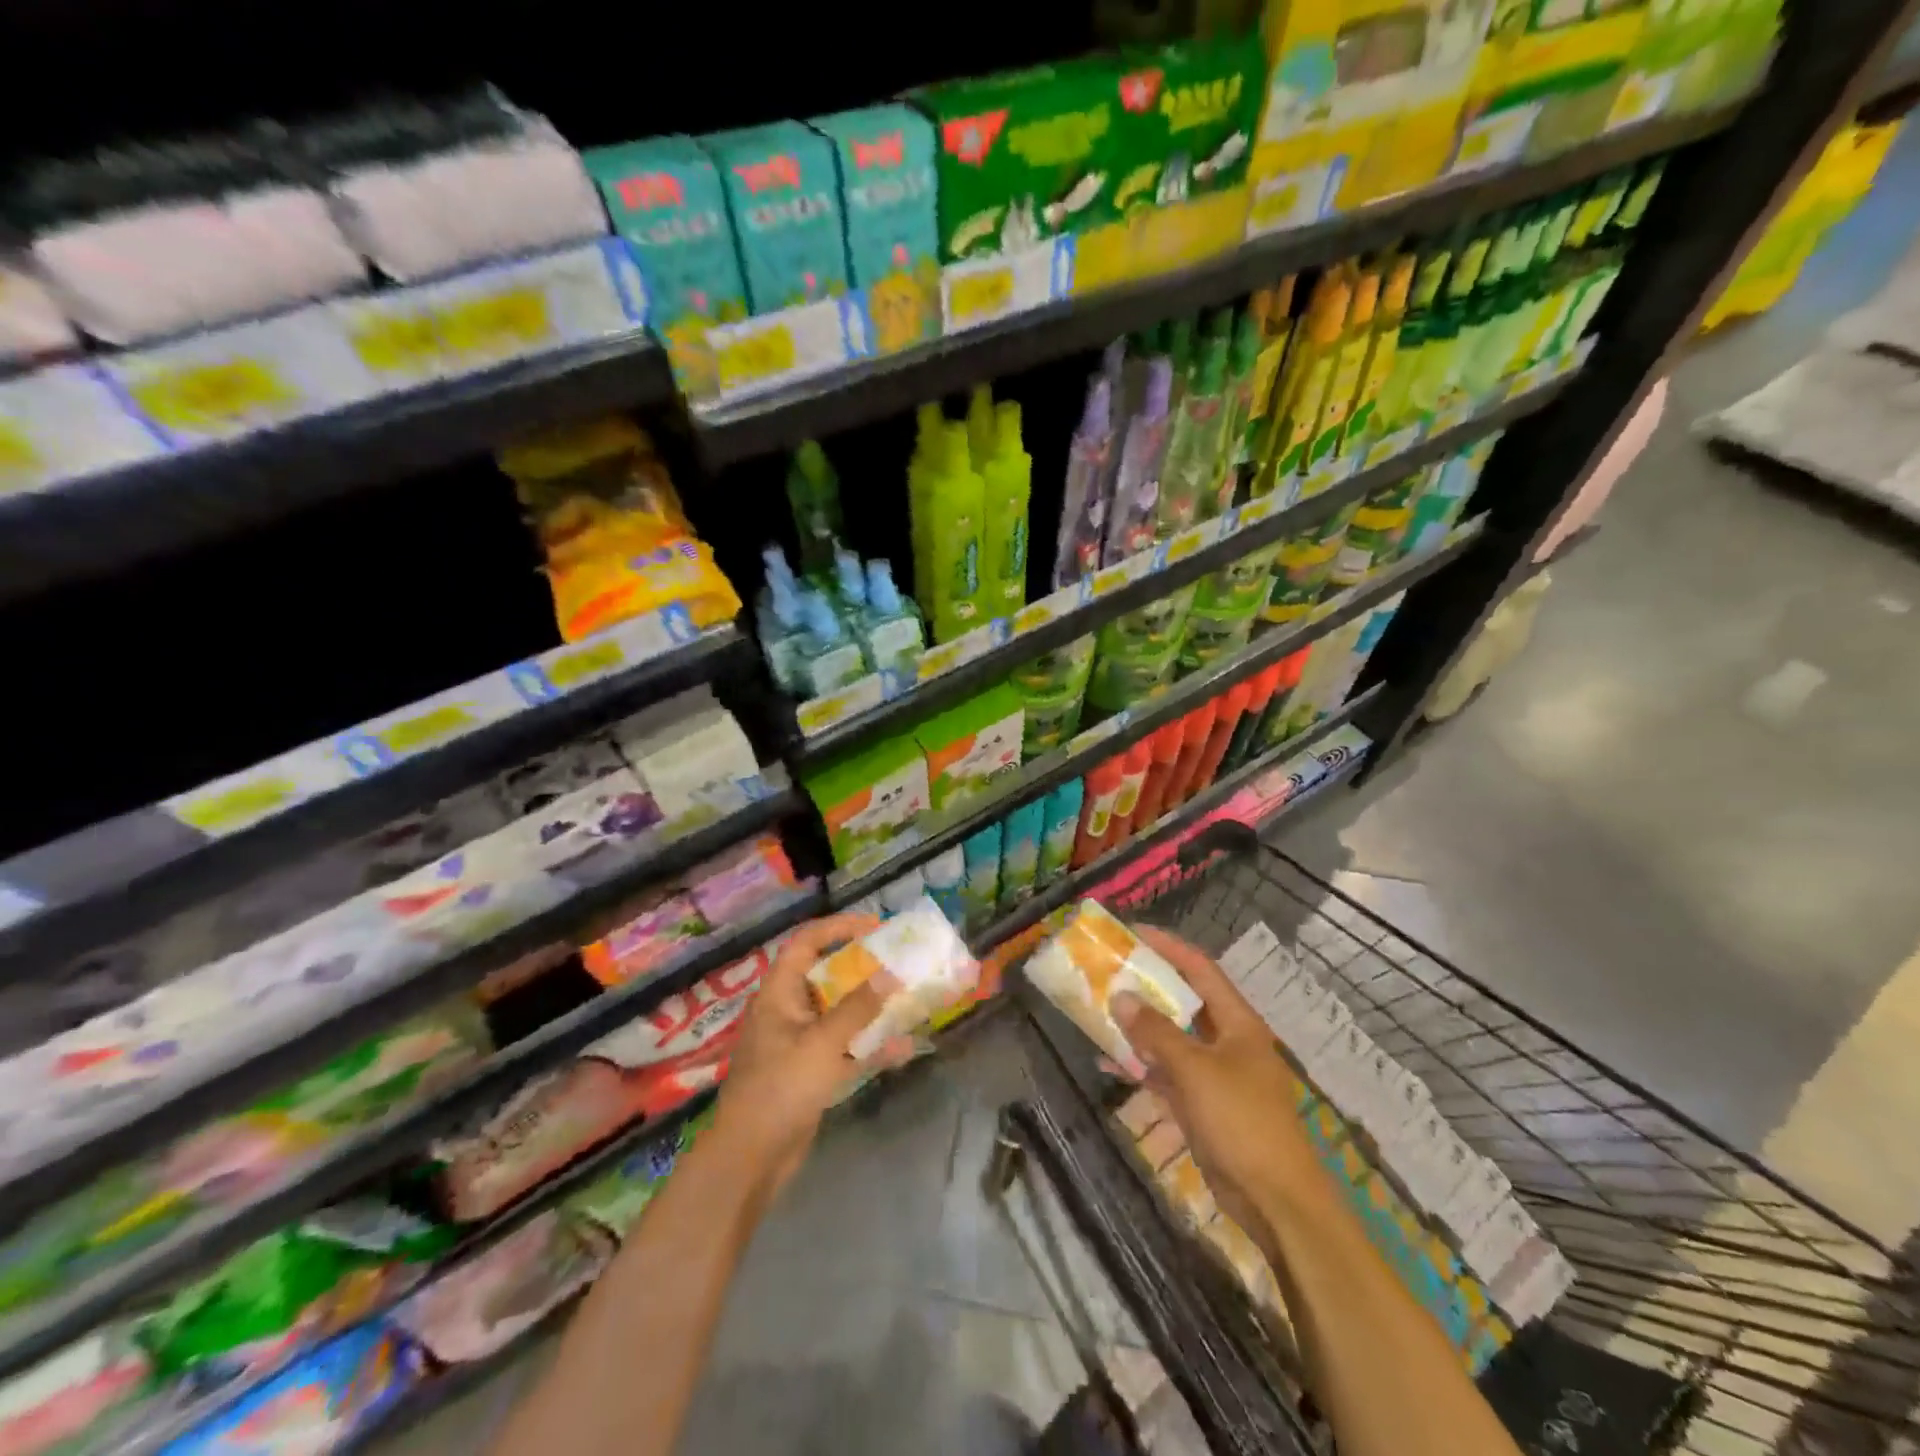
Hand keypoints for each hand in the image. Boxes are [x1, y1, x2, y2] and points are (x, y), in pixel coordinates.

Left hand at [712, 912, 910, 1198]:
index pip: (806, 943)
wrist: (751, 1158)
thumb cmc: (781, 1087)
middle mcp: (788, 1011)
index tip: (875, 927)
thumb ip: (858, 1008)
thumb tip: (890, 973)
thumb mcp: (823, 1043)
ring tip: (906, 998)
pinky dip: (869, 1046)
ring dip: (870, 1008)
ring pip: (839, 1014)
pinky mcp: (809, 1073)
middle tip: (897, 961)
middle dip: (862, 969)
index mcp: (779, 993)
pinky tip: (902, 1049)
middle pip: (826, 976)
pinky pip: (844, 1048)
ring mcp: (798, 1043)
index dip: (838, 928)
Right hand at [1113, 927, 1319, 1234]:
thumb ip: (1156, 1032)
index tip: (1132, 933)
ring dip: (1138, 1025)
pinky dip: (1140, 1064)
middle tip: (1109, 969)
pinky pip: (1166, 1072)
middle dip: (1147, 985)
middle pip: (1183, 1000)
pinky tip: (1107, 1059)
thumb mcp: (1195, 1070)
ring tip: (1099, 1008)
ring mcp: (1215, 1073)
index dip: (1168, 947)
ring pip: (1171, 1037)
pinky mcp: (1202, 1104)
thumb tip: (1121, 996)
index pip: (1200, 969)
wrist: (1275, 1201)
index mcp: (1237, 1022)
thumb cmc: (1242, 1121)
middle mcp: (1226, 1040)